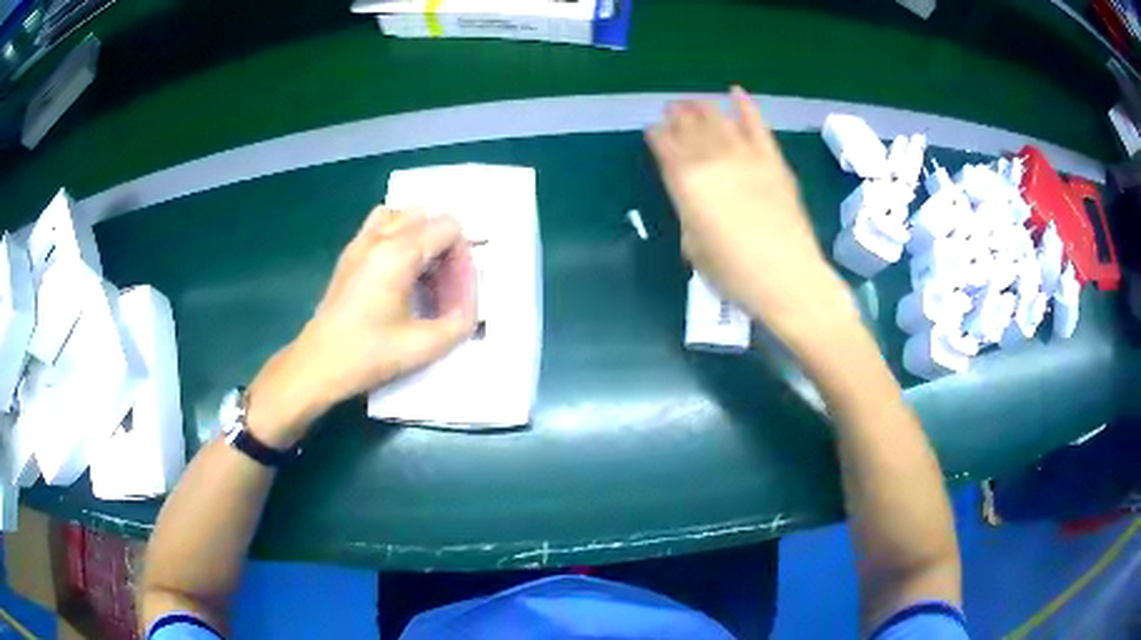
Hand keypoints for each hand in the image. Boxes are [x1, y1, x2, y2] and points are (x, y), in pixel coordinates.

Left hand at [246, 206, 476, 446]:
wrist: (318, 365)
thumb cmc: (368, 355)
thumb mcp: (423, 347)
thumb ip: (459, 323)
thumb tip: (470, 306)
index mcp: (398, 253)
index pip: (448, 227)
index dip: (461, 255)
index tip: (456, 289)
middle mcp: (379, 237)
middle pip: (427, 216)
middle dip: (444, 245)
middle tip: (443, 283)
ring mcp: (360, 241)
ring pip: (403, 214)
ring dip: (420, 235)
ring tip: (421, 272)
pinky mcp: (349, 253)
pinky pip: (381, 223)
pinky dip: (398, 235)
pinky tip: (397, 270)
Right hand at [647, 86, 856, 348]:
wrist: (788, 278)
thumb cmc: (734, 274)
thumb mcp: (694, 247)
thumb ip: (689, 213)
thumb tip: (692, 196)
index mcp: (687, 184)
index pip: (665, 148)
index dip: (656, 136)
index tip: (652, 130)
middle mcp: (712, 161)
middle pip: (690, 128)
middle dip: (677, 116)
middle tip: (670, 108)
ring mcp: (746, 156)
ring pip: (718, 120)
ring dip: (702, 107)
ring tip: (692, 101)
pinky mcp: (773, 159)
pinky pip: (757, 124)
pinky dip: (745, 106)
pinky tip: (735, 92)